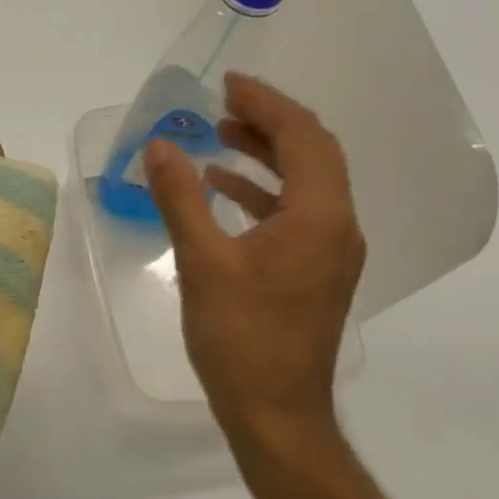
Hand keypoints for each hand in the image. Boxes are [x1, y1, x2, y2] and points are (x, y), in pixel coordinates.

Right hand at [144, 73, 364, 447]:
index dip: (266, 104)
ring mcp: (332, 252)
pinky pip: (297, 214)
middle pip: (314, 154)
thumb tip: (159, 145)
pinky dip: (263, 193)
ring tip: (221, 137)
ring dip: (267, 155)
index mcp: (320, 216)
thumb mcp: (202, 262)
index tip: (228, 84)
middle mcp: (338, 227)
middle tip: (223, 104)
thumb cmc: (240, 337)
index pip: (303, 138)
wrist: (276, 414)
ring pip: (307, 183)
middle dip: (269, 122)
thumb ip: (180, 197)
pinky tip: (225, 192)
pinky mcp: (317, 273)